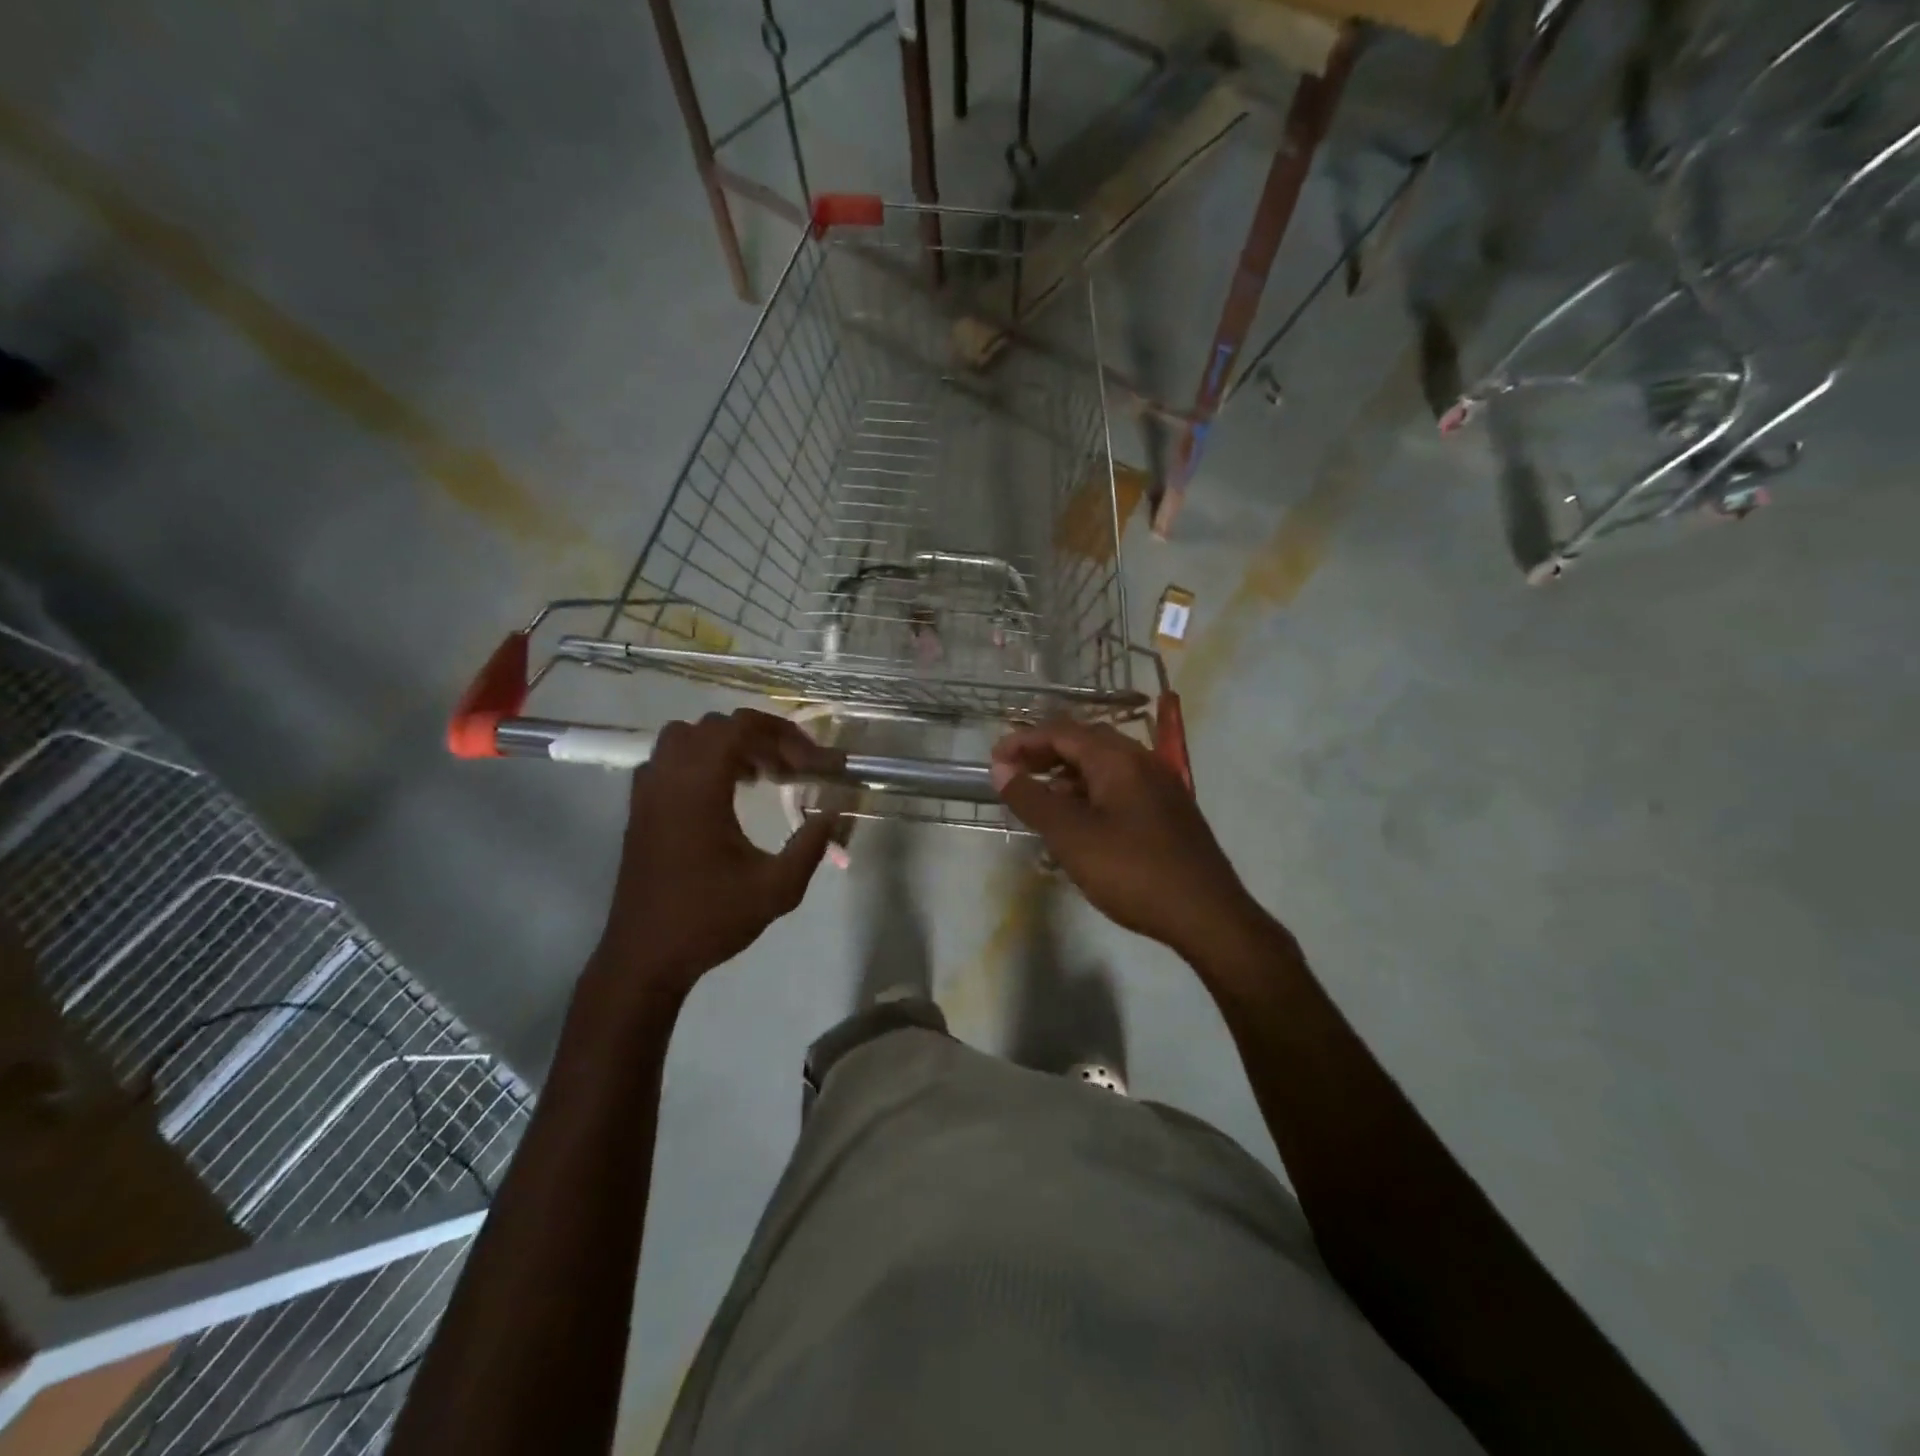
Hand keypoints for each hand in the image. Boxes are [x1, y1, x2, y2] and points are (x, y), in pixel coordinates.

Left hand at [595, 709, 841, 997]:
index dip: (783, 735)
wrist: (645, 956)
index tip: (811, 764)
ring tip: (759, 775)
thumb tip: (832, 813)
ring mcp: (647, 791)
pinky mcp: (639, 808)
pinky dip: (700, 760)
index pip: (741, 727)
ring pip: (688, 737)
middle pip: (717, 727)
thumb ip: (810, 846)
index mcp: (698, 787)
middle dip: (761, 739)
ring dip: (727, 745)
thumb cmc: (709, 920)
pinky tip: (723, 793)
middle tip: (792, 771)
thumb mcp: (776, 889)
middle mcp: (668, 777)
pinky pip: (670, 759)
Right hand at [991, 719, 1264, 960]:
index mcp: (1118, 759)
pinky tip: (1078, 823)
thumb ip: (1033, 799)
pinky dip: (1090, 794)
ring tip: (1039, 800)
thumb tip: (1001, 768)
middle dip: (1044, 754)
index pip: (1062, 732)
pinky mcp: (1168, 811)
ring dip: (1067, 776)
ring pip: (1104, 767)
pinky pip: (1120, 788)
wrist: (1207, 915)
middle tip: (1013, 775)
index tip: (993, 761)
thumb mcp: (1071, 836)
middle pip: (1084, 743)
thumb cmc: (1132, 871)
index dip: (1023, 741)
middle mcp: (1142, 761)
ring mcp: (1160, 786)